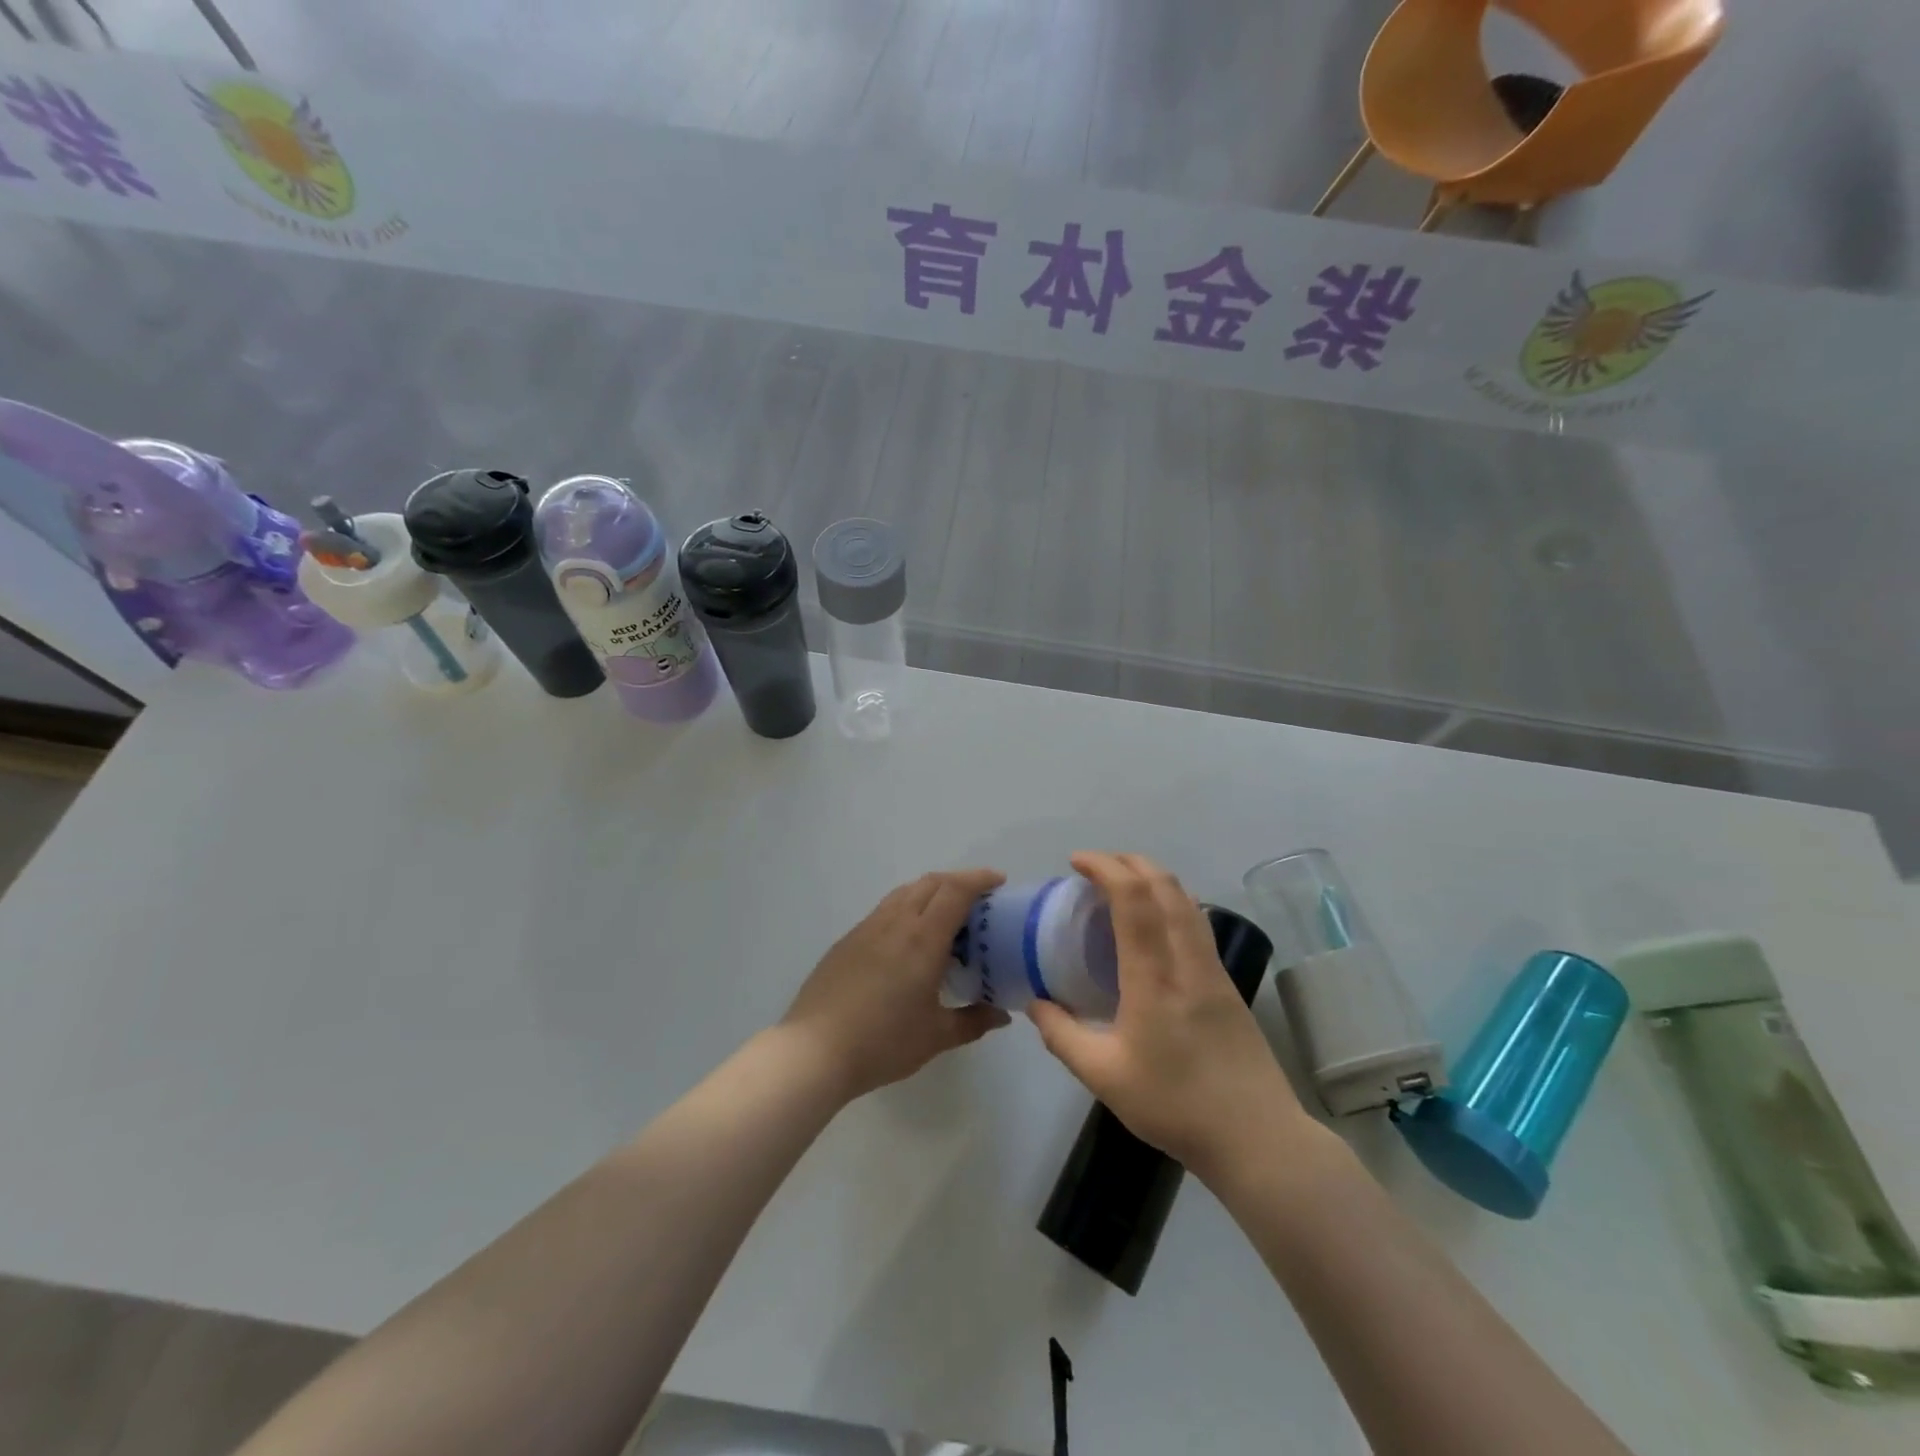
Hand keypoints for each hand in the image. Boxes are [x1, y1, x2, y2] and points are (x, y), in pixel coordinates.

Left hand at [781, 869, 1011, 1101]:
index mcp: (922, 938)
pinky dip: (908, 908)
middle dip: (958, 881)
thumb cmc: (882, 1043)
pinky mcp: (848, 940)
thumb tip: (1001, 1015)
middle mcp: (895, 922)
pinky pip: (885, 910)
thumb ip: (973, 1021)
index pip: (955, 890)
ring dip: (931, 892)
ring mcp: (867, 928)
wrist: (815, 1050)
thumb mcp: (936, 1037)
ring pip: (905, 892)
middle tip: (979, 899)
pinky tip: (910, 939)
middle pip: (931, 883)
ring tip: (946, 915)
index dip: (979, 879)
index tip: (999, 882)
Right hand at [1028, 853, 1317, 1182]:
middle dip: (1129, 862)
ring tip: (1123, 886)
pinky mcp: (1229, 984)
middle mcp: (1188, 961)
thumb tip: (1035, 1003)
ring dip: (1153, 878)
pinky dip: (1170, 902)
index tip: (1077, 862)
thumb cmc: (1175, 1106)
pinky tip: (1155, 924)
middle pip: (1165, 886)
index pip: (1133, 900)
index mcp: (1154, 978)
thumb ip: (1062, 1036)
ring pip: (1186, 901)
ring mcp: (1214, 970)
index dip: (1106, 868)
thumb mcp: (1103, 1077)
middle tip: (1096, 867)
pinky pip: (1196, 923)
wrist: (1257, 1138)